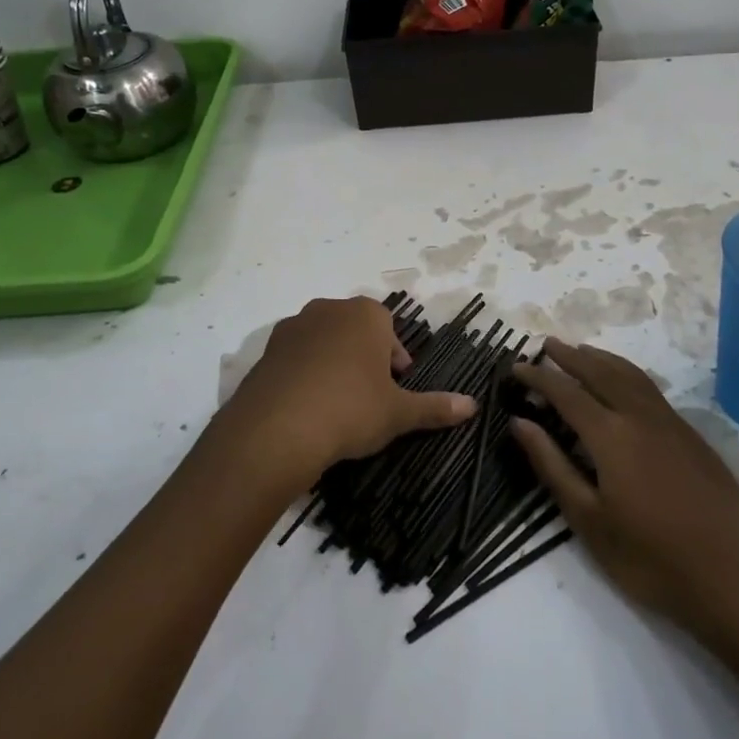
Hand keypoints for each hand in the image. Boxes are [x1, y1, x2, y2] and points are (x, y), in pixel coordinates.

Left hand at [218, 297, 475, 494]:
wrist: (276, 429)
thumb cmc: (350, 409)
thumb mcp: (398, 413)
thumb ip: (435, 407)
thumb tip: (473, 407)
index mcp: (365, 315)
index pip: (389, 327)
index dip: (395, 358)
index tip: (395, 387)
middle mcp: (328, 309)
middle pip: (355, 330)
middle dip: (364, 357)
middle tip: (369, 396)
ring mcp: (293, 327)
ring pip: (323, 341)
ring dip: (333, 363)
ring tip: (336, 404)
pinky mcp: (266, 351)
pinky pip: (295, 358)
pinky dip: (304, 375)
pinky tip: (307, 408)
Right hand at [511, 339, 738, 645]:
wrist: (733, 578)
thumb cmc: (651, 558)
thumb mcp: (589, 520)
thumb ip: (553, 466)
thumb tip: (520, 423)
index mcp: (611, 435)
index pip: (566, 393)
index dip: (539, 377)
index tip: (516, 366)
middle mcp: (640, 416)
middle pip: (600, 372)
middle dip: (570, 357)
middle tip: (546, 344)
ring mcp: (672, 423)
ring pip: (631, 375)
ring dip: (602, 359)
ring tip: (582, 351)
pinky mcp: (693, 436)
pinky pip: (651, 389)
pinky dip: (628, 374)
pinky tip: (624, 385)